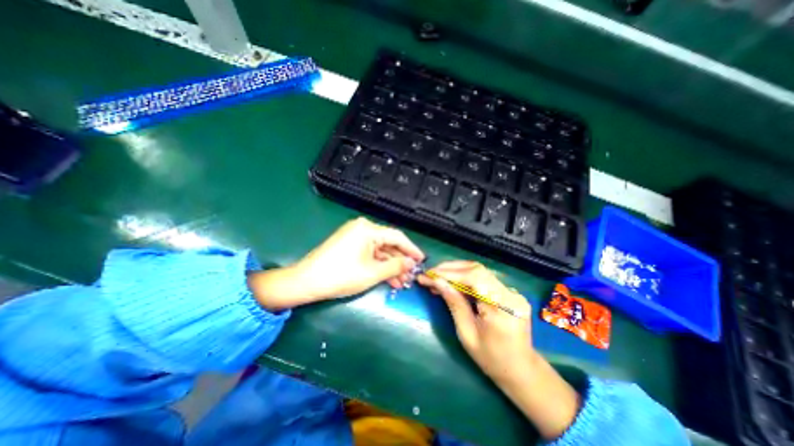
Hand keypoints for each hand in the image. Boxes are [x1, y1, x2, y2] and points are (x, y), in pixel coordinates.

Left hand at [249, 217, 423, 311]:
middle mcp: (362, 228)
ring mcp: (354, 236)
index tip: (422, 260)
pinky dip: (378, 265)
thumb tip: (412, 263)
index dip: (411, 249)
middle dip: (400, 261)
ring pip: (379, 251)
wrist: (306, 282)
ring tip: (401, 282)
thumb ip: (395, 266)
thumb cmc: (341, 275)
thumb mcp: (372, 273)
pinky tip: (388, 279)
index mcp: (368, 229)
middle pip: (388, 244)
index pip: (397, 237)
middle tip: (411, 275)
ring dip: (390, 266)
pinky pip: (369, 254)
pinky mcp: (349, 245)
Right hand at [418, 262, 580, 438]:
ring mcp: (512, 291)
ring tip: (438, 277)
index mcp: (501, 308)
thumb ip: (454, 304)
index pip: (474, 277)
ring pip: (479, 271)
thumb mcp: (467, 334)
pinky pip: (484, 278)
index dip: (450, 273)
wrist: (521, 370)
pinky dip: (465, 278)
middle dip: (450, 269)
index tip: (429, 274)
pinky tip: (453, 283)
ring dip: (456, 271)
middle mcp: (510, 294)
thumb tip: (437, 282)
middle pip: (477, 269)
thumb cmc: (491, 358)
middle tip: (431, 274)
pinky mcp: (509, 291)